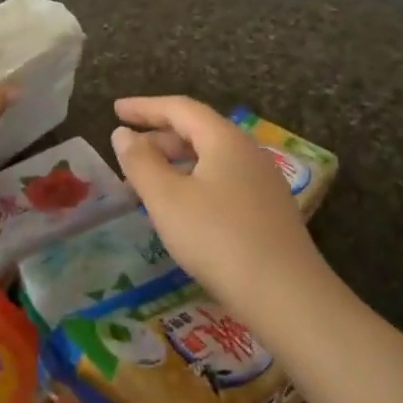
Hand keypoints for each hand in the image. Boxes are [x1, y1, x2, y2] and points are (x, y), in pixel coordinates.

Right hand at [110, 96, 321, 308]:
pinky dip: (193, 184)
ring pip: (210, 160)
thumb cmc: (218, 238)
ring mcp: (262, 183)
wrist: (286, 296)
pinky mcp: (267, 212)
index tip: (115, 110)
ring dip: (174, 164)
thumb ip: (141, 162)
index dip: (144, 107)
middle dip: (158, 138)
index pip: (180, 108)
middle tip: (127, 153)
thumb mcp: (167, 199)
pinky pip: (222, 182)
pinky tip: (180, 210)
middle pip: (197, 132)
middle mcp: (247, 153)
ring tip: (146, 184)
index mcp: (225, 140)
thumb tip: (123, 134)